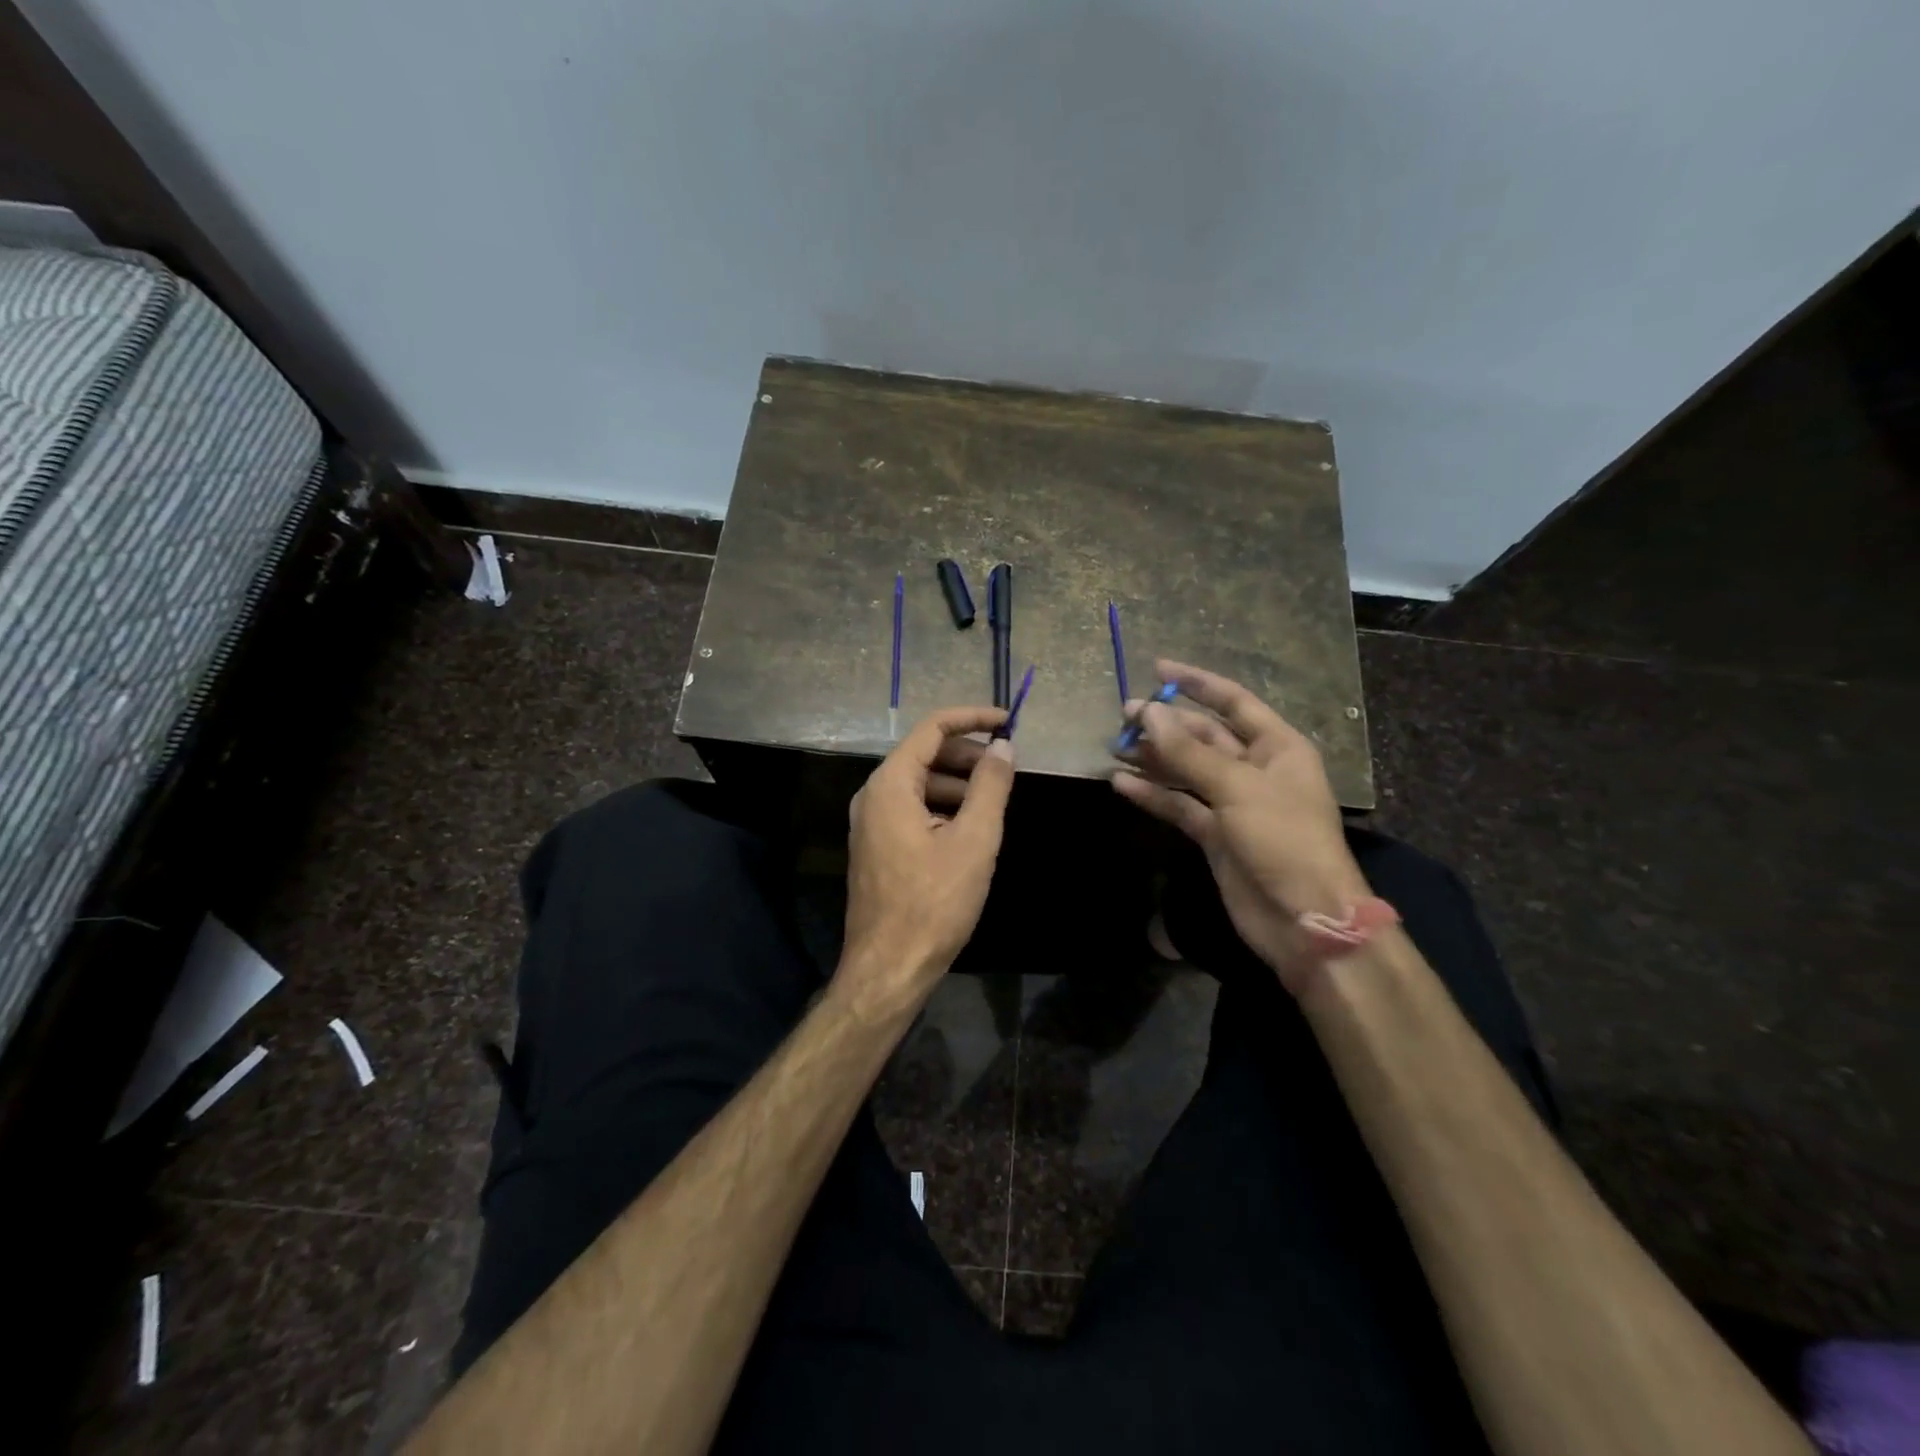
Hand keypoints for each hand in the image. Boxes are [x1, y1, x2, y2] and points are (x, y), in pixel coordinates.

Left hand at [840, 707, 1016, 1015]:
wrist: (889, 967)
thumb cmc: (934, 902)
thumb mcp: (974, 840)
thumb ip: (990, 786)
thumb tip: (1004, 747)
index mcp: (890, 785)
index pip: (932, 729)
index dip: (972, 719)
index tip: (1009, 722)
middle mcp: (873, 796)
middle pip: (924, 755)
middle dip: (968, 755)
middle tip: (1007, 767)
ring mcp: (871, 823)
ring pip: (919, 785)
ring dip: (958, 784)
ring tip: (995, 800)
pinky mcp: (877, 848)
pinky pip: (912, 810)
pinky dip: (943, 808)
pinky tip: (970, 830)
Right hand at [1112, 659, 1370, 994]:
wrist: (1303, 918)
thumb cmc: (1283, 839)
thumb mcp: (1237, 787)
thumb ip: (1189, 752)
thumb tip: (1148, 713)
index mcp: (1277, 747)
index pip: (1234, 702)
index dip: (1197, 683)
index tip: (1158, 669)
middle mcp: (1255, 769)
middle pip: (1204, 736)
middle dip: (1165, 724)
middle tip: (1124, 716)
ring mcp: (1233, 803)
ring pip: (1186, 770)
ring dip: (1154, 758)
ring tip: (1114, 746)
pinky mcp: (1215, 834)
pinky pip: (1179, 804)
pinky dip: (1153, 794)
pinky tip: (1121, 784)